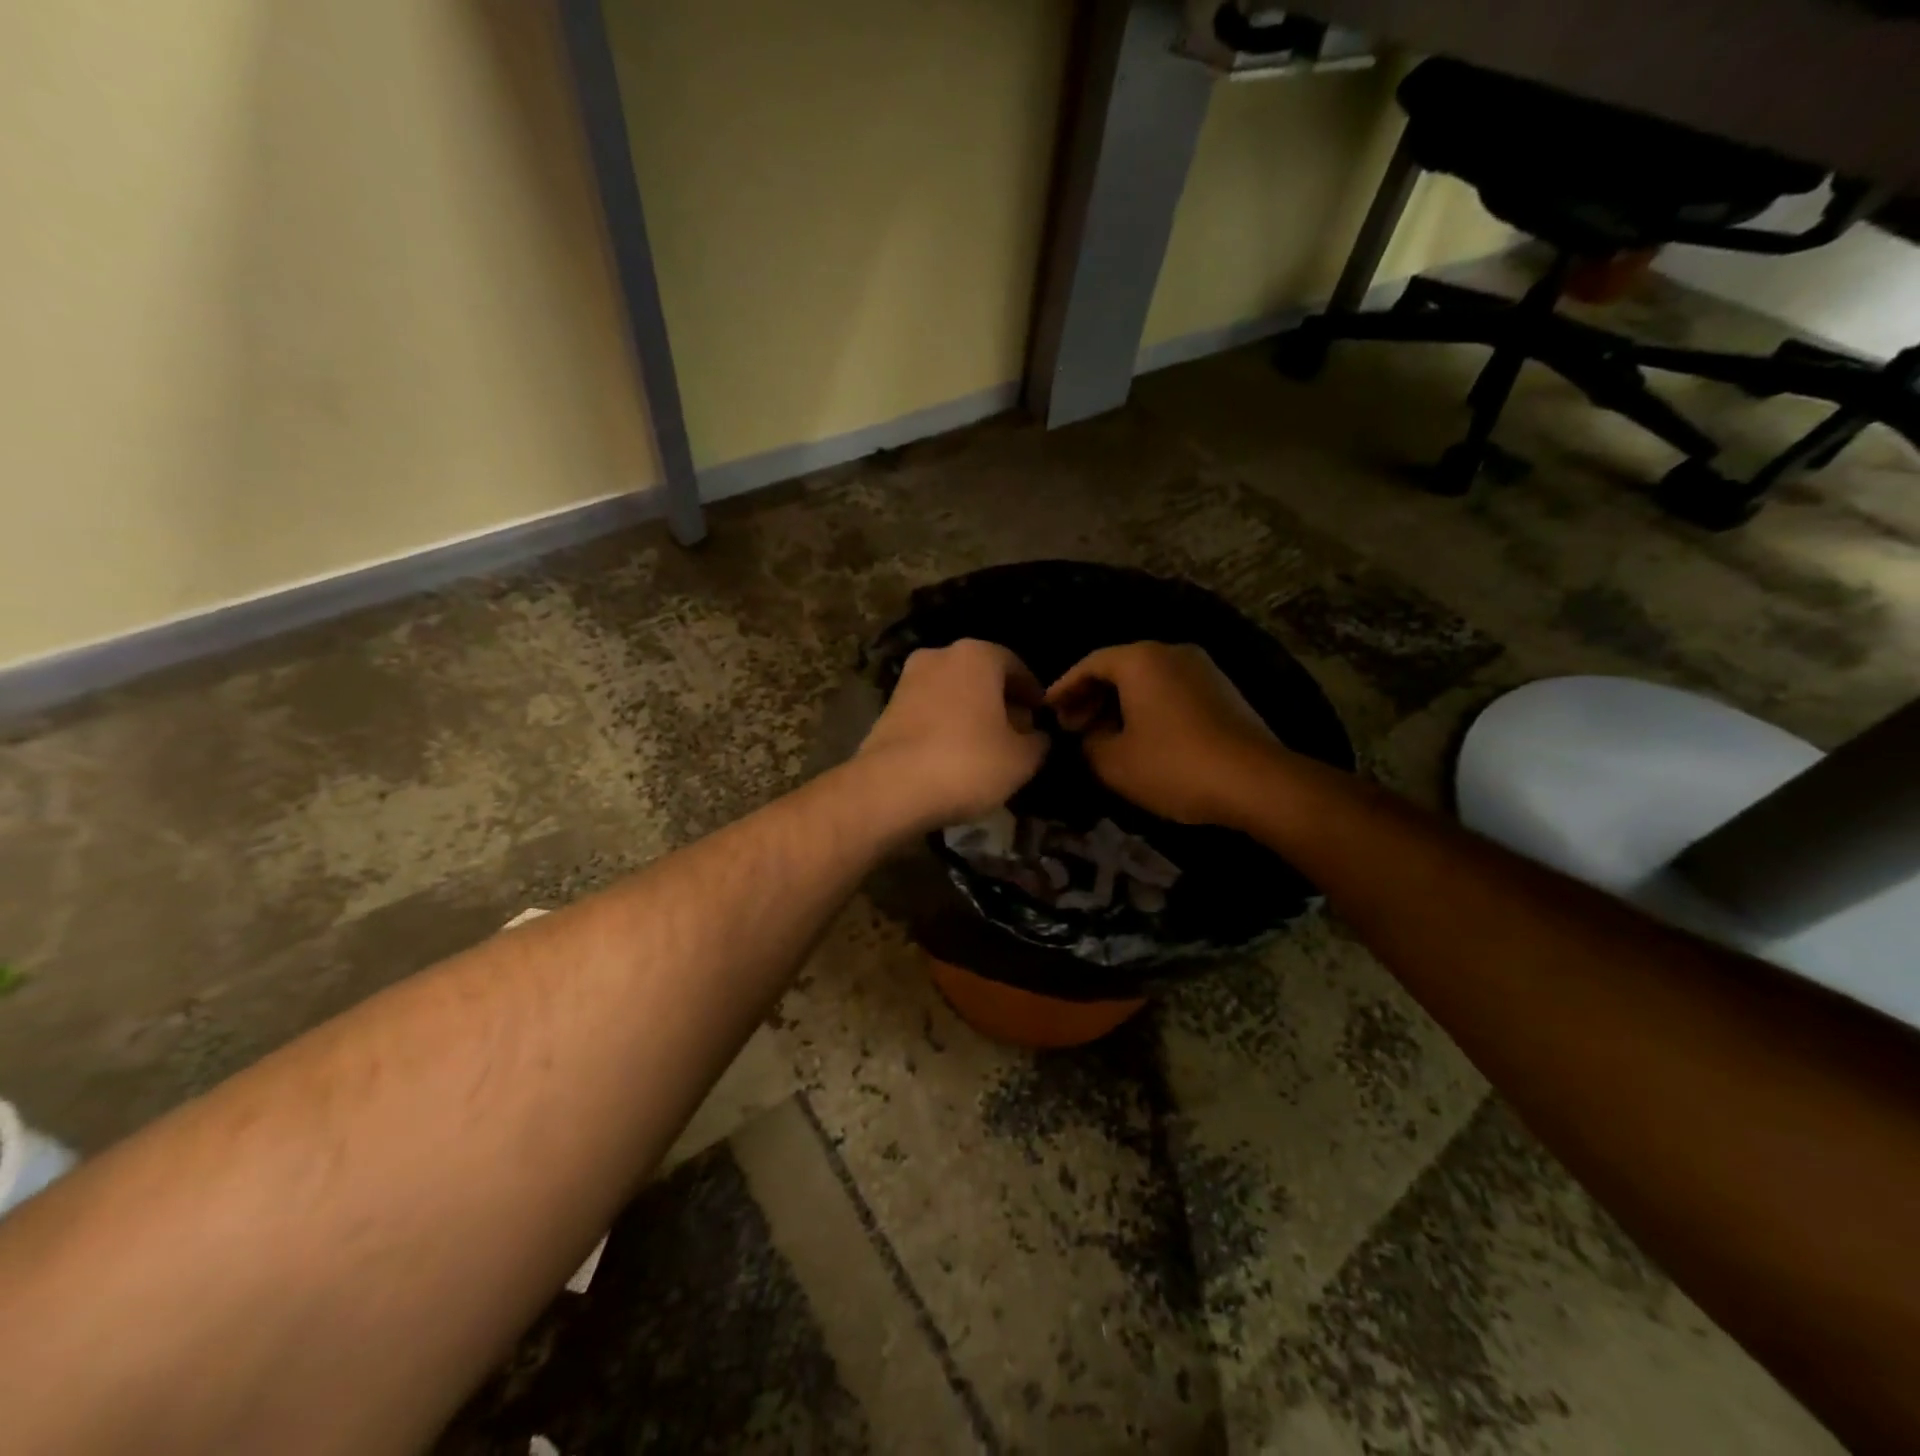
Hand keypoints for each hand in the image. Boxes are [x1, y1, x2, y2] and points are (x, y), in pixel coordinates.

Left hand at [856, 639, 1048, 830]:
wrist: (891, 788)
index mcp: (976, 655)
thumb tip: (1037, 736)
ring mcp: (907, 681)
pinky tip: (954, 757)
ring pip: (953, 694)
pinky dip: (945, 727)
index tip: (1041, 717)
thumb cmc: (968, 763)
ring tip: (986, 750)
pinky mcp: (886, 709)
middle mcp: (939, 656)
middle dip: (1000, 703)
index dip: (1032, 694)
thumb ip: (1038, 742)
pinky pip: (929, 712)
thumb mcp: (1022, 759)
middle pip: (981, 677)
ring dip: (971, 715)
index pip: (1016, 666)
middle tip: (1016, 735)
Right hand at [1046, 642, 1280, 825]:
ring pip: (1147, 680)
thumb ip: (1088, 744)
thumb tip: (1087, 737)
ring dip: (1120, 705)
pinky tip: (1141, 739)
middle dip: (1091, 697)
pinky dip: (1148, 708)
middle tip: (1073, 728)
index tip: (1048, 711)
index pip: (1090, 664)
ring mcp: (1203, 669)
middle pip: (1120, 668)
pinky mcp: (1223, 691)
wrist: (1256, 782)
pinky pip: (1171, 691)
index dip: (1064, 688)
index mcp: (1140, 659)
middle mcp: (1172, 652)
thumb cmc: (1173, 765)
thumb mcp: (1113, 762)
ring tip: (1104, 737)